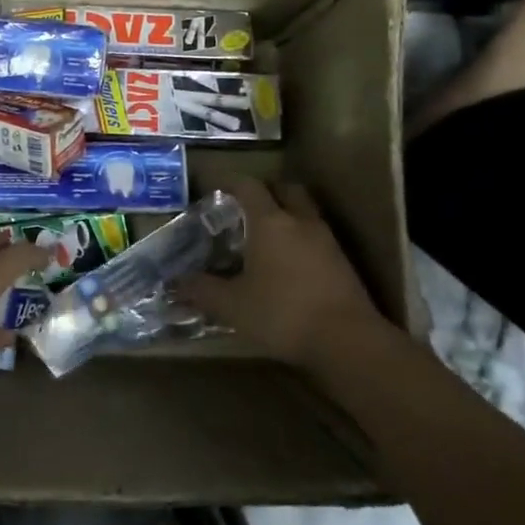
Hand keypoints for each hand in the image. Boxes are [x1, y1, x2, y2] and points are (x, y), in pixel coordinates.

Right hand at [178, 178, 389, 367]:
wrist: (349, 343)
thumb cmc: (282, 314)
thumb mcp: (231, 305)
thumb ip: (201, 289)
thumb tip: (175, 281)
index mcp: (270, 222)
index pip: (247, 186)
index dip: (228, 181)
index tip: (212, 186)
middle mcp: (300, 222)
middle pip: (285, 189)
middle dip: (265, 191)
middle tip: (244, 206)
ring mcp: (326, 241)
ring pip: (304, 212)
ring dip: (285, 214)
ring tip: (264, 235)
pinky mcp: (343, 263)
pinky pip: (316, 236)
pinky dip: (300, 238)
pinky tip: (287, 262)